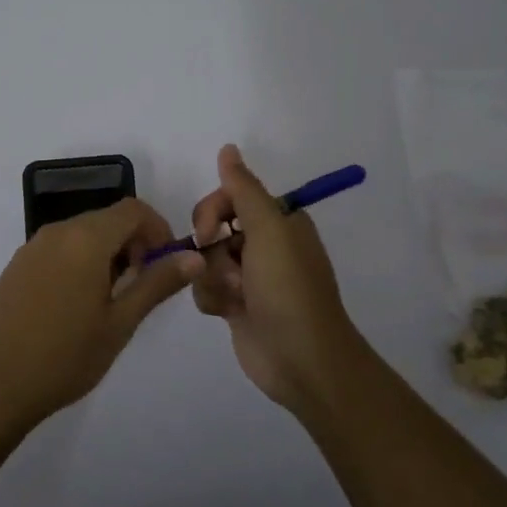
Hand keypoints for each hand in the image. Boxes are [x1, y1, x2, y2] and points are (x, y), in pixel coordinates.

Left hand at [0, 198, 204, 433]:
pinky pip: (60, 248)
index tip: (166, 265)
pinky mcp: (17, 266)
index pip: (133, 210)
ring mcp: (32, 247)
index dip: (158, 229)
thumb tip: (193, 257)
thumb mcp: (120, 323)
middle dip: (134, 243)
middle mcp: (58, 231)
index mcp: (85, 238)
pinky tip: (77, 305)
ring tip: (112, 301)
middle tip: (142, 288)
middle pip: (107, 219)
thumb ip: (157, 283)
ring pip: (83, 233)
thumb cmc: (65, 356)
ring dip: (108, 253)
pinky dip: (81, 261)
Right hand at [191, 144, 367, 412]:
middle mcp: (264, 244)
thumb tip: (227, 148)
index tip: (208, 230)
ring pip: (205, 259)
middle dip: (211, 247)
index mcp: (278, 221)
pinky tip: (227, 312)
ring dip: (213, 276)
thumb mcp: (269, 229)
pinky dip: (212, 298)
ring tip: (234, 297)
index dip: (212, 210)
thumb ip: (243, 188)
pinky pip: (206, 287)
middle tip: (226, 267)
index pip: (230, 197)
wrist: (300, 359)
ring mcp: (249, 276)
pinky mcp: (236, 305)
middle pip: (213, 227)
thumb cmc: (288, 288)